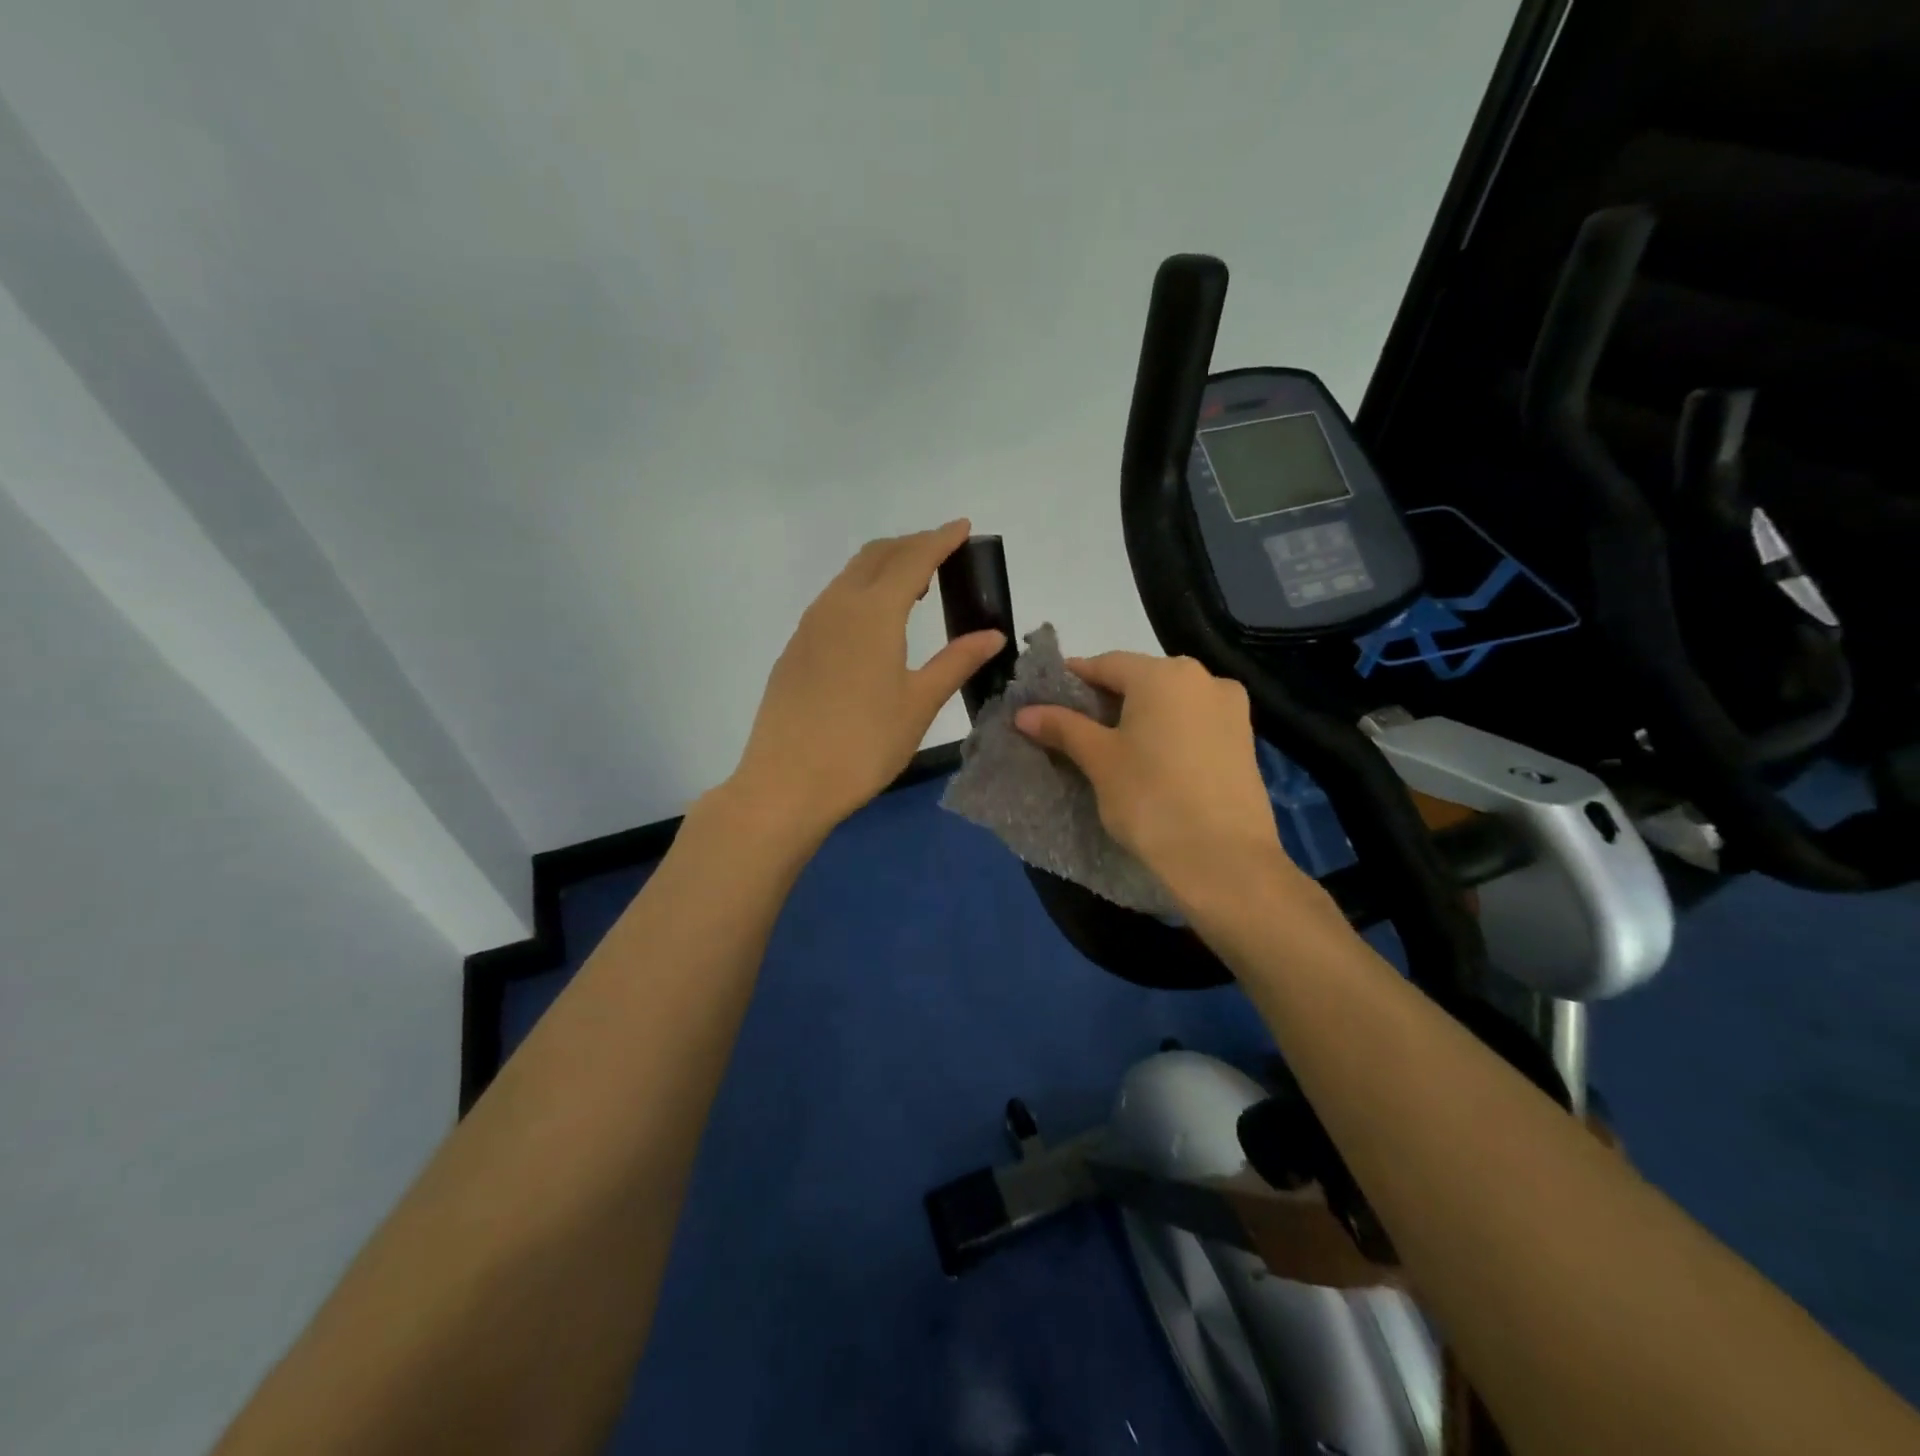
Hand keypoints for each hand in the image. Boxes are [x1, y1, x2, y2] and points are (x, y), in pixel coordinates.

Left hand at [728, 520, 1005, 840]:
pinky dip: (860, 592)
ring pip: (850, 576)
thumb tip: (992, 634)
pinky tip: (873, 624)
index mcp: (873, 613)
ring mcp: (809, 626)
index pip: (913, 559)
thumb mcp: (918, 704)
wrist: (786, 783)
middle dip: (911, 546)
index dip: (941, 539)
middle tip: (942, 554)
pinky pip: (832, 601)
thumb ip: (956, 661)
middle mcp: (837, 606)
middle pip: (876, 556)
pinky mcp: (795, 649)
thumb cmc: (863, 745)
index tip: (963, 527)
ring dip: (883, 568)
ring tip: (913, 588)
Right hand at [1014, 652, 1297, 909]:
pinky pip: (1194, 722)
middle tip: (1076, 728)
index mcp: (1164, 674)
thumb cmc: (1151, 799)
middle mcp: (1203, 678)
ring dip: (1139, 715)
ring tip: (1113, 746)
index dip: (1073, 680)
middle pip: (1141, 679)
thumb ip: (1063, 727)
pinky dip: (1169, 731)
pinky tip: (1153, 759)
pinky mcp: (1245, 740)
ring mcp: (1230, 708)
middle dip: (1107, 699)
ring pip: (1170, 701)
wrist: (1224, 858)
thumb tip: (1024, 712)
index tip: (1047, 701)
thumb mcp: (1099, 760)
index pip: (1106, 664)